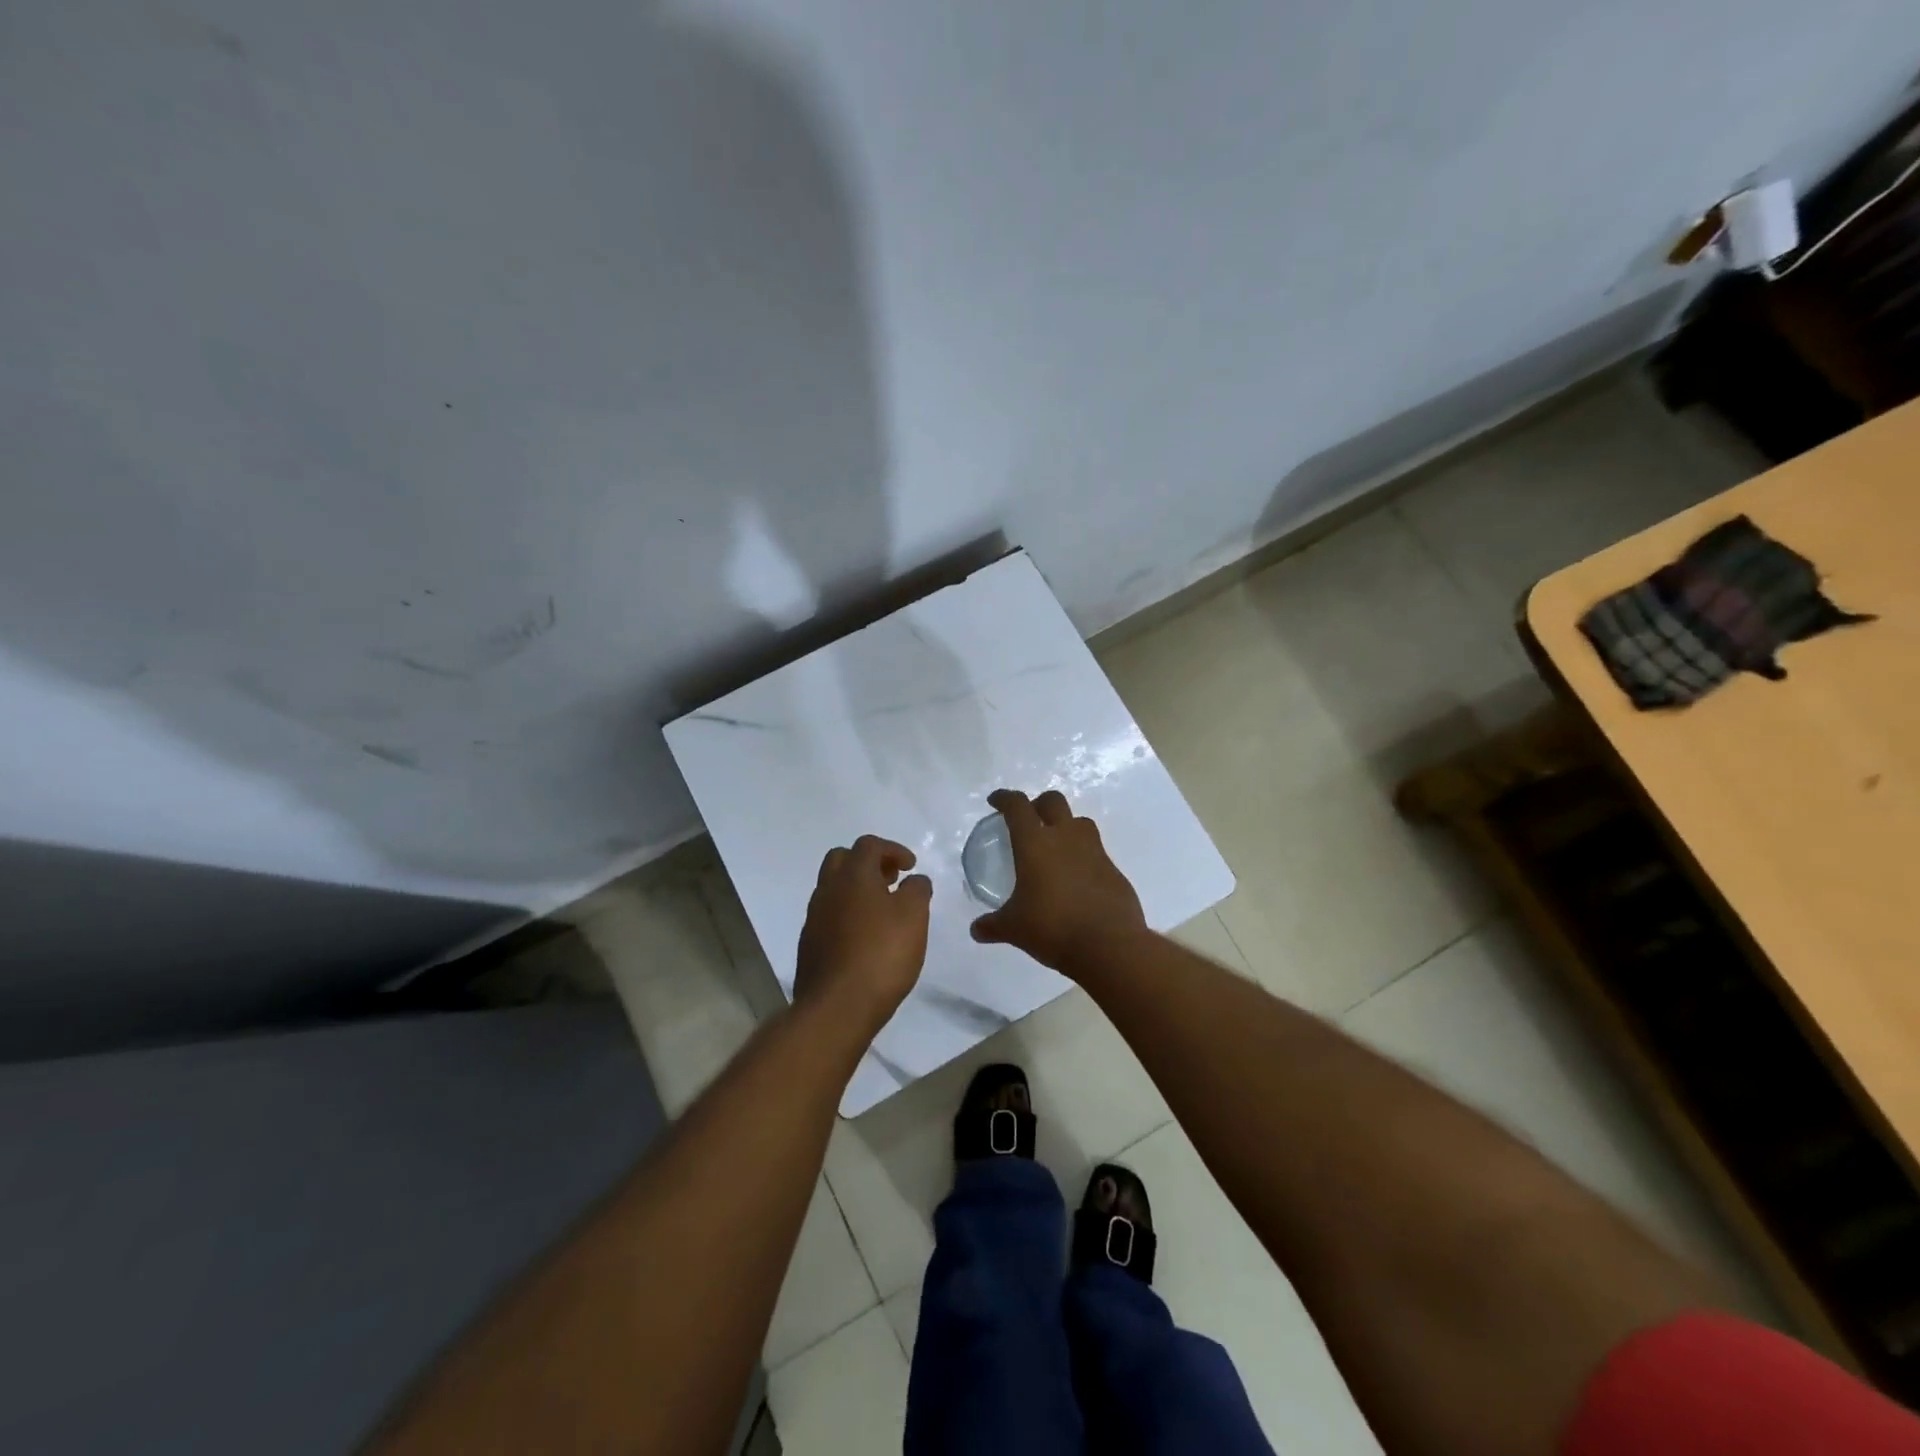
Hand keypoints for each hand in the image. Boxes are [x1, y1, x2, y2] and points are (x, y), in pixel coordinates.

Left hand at [794, 835, 932, 1033]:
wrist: (837, 1006)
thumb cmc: (881, 954)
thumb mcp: (914, 916)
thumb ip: (917, 890)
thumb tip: (914, 879)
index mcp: (852, 875)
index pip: (869, 845)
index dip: (893, 850)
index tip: (910, 867)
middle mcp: (827, 889)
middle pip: (842, 859)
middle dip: (868, 863)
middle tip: (891, 880)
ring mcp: (814, 917)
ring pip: (833, 888)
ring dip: (857, 889)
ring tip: (882, 910)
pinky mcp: (809, 944)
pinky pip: (829, 915)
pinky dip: (847, 914)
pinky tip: (865, 937)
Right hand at [969, 789, 1146, 975]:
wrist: (1110, 946)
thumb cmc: (1053, 928)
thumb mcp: (1015, 929)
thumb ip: (993, 925)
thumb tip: (977, 930)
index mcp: (1036, 843)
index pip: (1018, 806)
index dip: (1004, 798)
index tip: (996, 801)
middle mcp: (1066, 838)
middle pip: (1053, 801)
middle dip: (1038, 804)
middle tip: (1028, 820)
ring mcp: (1095, 851)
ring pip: (1080, 822)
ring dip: (1066, 826)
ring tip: (1055, 847)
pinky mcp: (1114, 870)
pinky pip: (1096, 851)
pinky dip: (1083, 856)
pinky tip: (1075, 879)